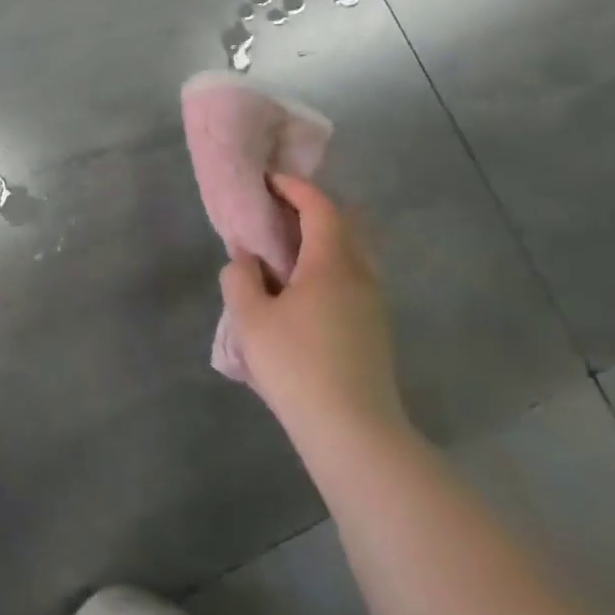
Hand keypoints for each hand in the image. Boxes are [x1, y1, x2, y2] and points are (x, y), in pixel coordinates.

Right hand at [219, 175, 406, 444]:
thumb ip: (240, 278)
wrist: (354, 433)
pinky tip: (300, 291)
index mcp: (332, 263)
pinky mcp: (375, 331)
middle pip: (343, 226)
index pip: (319, 207)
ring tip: (283, 251)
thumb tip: (245, 259)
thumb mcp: (250, 318)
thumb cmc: (296, 365)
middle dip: (310, 211)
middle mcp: (360, 276)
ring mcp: (373, 305)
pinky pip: (351, 280)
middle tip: (275, 213)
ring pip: (350, 255)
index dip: (294, 188)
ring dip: (320, 242)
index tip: (268, 181)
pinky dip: (327, 267)